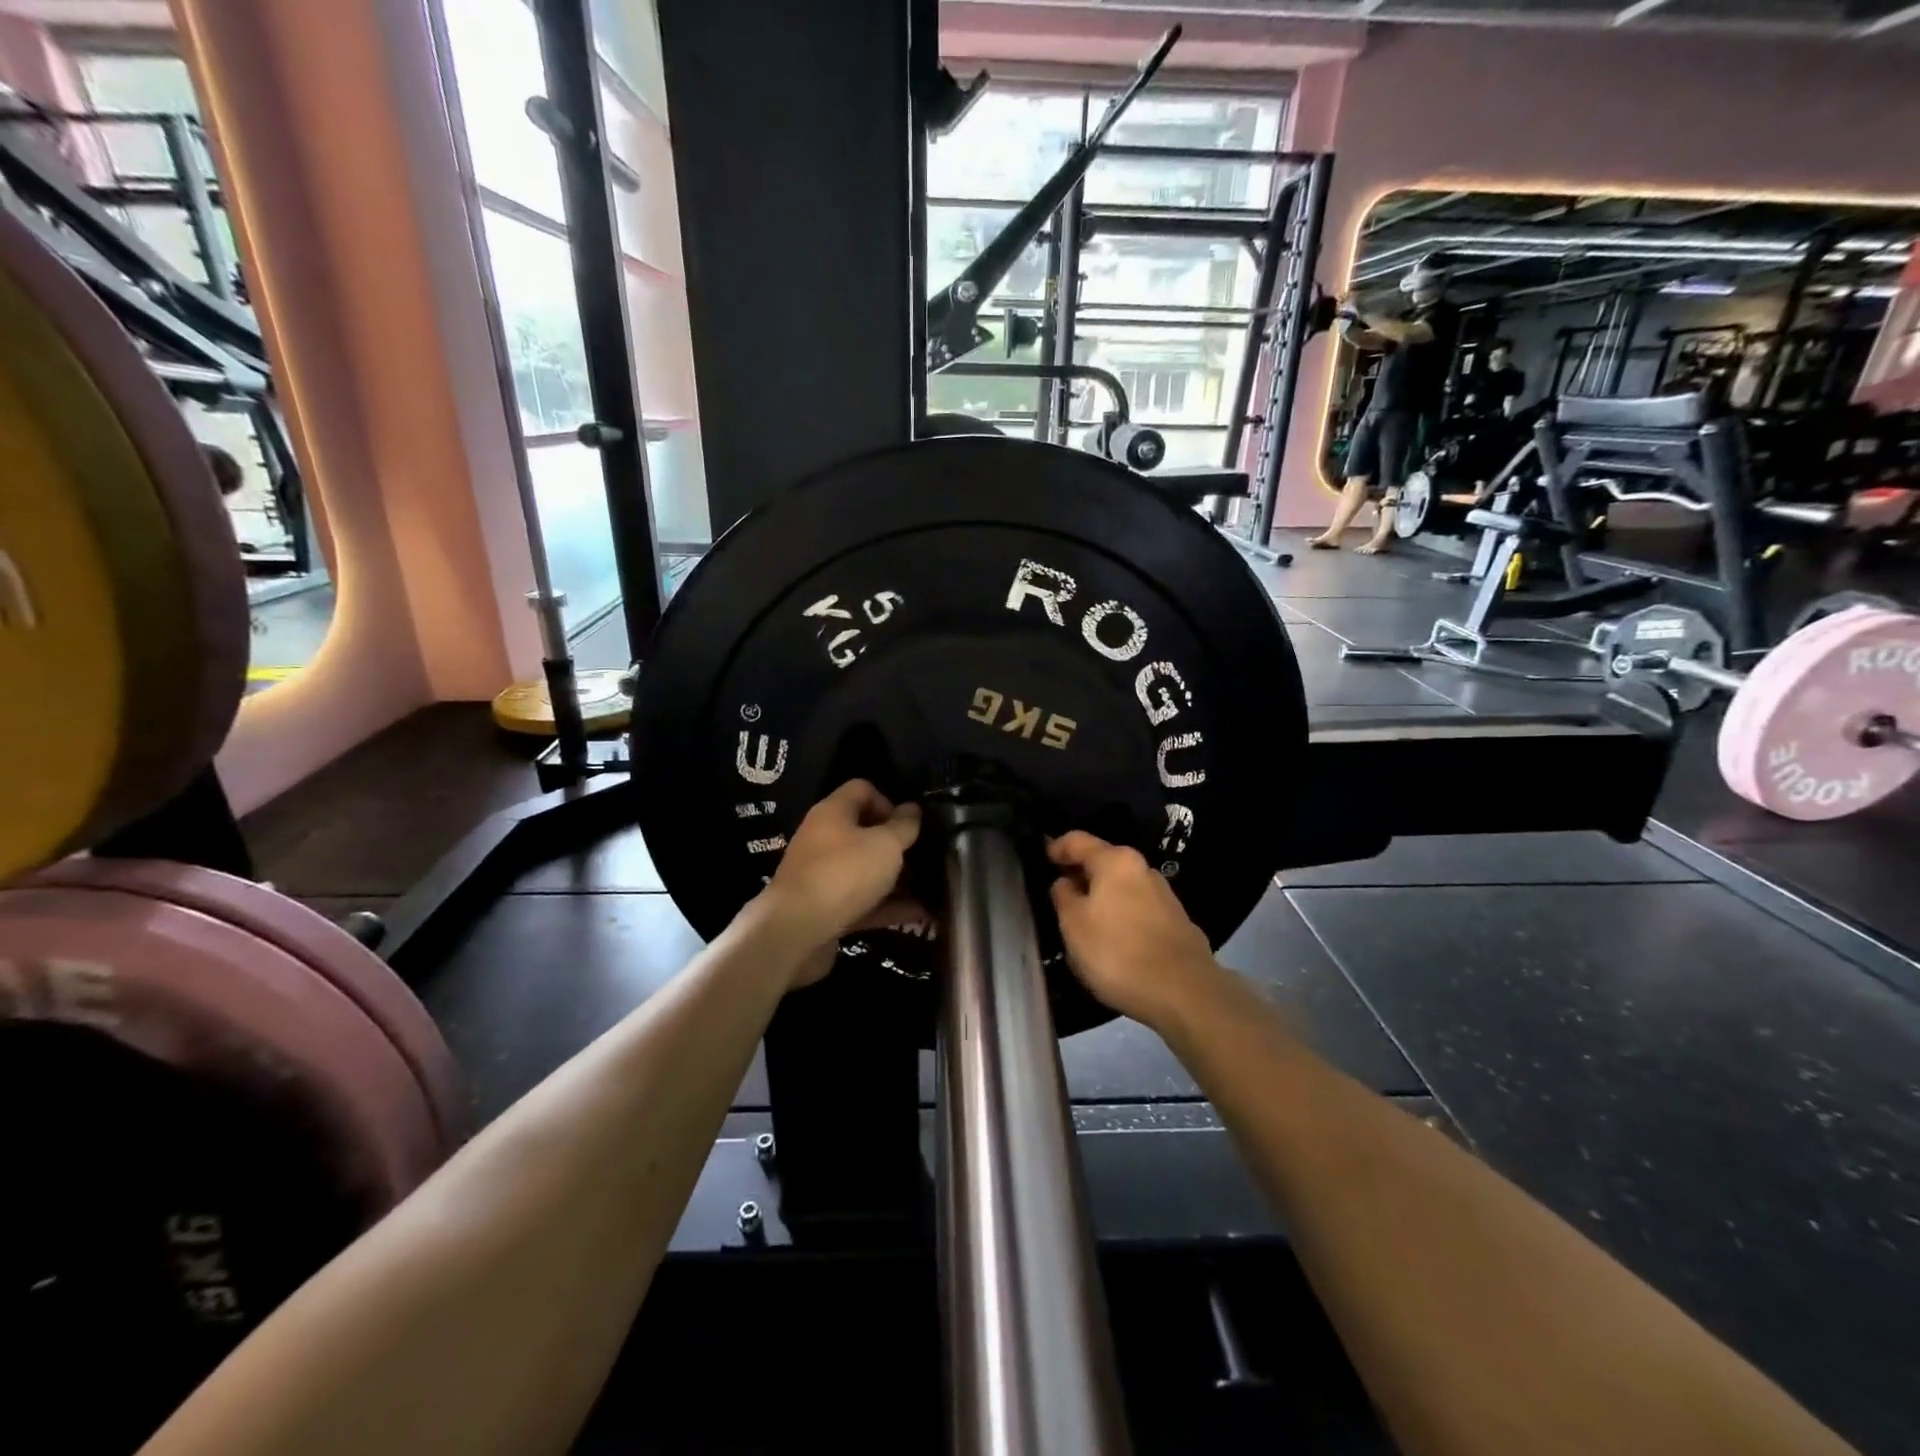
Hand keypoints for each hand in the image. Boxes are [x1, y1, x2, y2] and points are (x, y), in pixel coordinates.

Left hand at [765, 781, 924, 985]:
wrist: (796, 932)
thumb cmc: (844, 874)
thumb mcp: (885, 844)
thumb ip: (904, 826)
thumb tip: (913, 809)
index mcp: (833, 813)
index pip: (861, 790)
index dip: (889, 802)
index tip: (908, 825)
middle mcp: (823, 839)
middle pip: (863, 832)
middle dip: (895, 844)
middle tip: (923, 856)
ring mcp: (822, 877)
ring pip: (864, 870)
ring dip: (895, 879)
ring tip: (928, 888)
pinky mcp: (825, 910)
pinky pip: (862, 902)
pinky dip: (886, 906)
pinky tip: (917, 915)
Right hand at [1048, 831, 1219, 1032]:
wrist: (1184, 993)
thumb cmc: (1117, 952)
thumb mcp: (1073, 925)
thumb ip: (1063, 896)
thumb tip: (1065, 882)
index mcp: (1115, 861)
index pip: (1077, 841)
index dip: (1055, 847)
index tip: (1041, 859)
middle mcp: (1143, 869)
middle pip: (1103, 862)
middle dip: (1080, 875)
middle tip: (1058, 894)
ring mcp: (1164, 895)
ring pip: (1122, 887)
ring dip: (1102, 897)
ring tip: (1084, 920)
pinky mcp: (1177, 922)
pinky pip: (1138, 909)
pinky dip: (1121, 915)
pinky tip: (1113, 938)